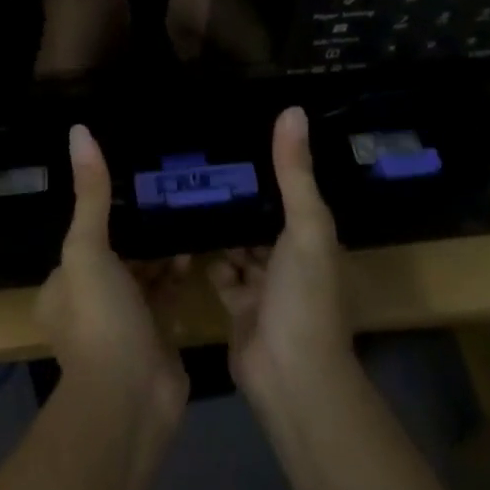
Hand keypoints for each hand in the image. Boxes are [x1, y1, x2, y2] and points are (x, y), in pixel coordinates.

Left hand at [36, 125, 189, 412]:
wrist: (131, 402)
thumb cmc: (100, 320)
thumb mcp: (87, 248)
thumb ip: (90, 193)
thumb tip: (78, 130)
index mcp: (62, 285)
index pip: (83, 236)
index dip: (105, 209)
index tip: (132, 177)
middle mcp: (89, 302)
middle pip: (117, 253)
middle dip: (139, 227)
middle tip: (167, 188)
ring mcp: (125, 323)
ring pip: (144, 273)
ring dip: (161, 249)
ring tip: (186, 208)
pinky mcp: (157, 337)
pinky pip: (168, 294)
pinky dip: (179, 274)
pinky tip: (198, 247)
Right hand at [210, 107, 354, 398]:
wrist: (292, 380)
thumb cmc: (305, 297)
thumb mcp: (305, 226)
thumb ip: (295, 172)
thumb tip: (292, 108)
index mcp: (311, 235)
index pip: (289, 190)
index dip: (268, 164)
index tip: (236, 129)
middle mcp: (289, 257)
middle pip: (260, 216)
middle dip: (237, 192)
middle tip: (198, 153)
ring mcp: (263, 284)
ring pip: (237, 242)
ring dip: (219, 222)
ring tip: (183, 181)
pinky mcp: (237, 306)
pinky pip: (218, 271)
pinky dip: (204, 256)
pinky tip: (178, 227)